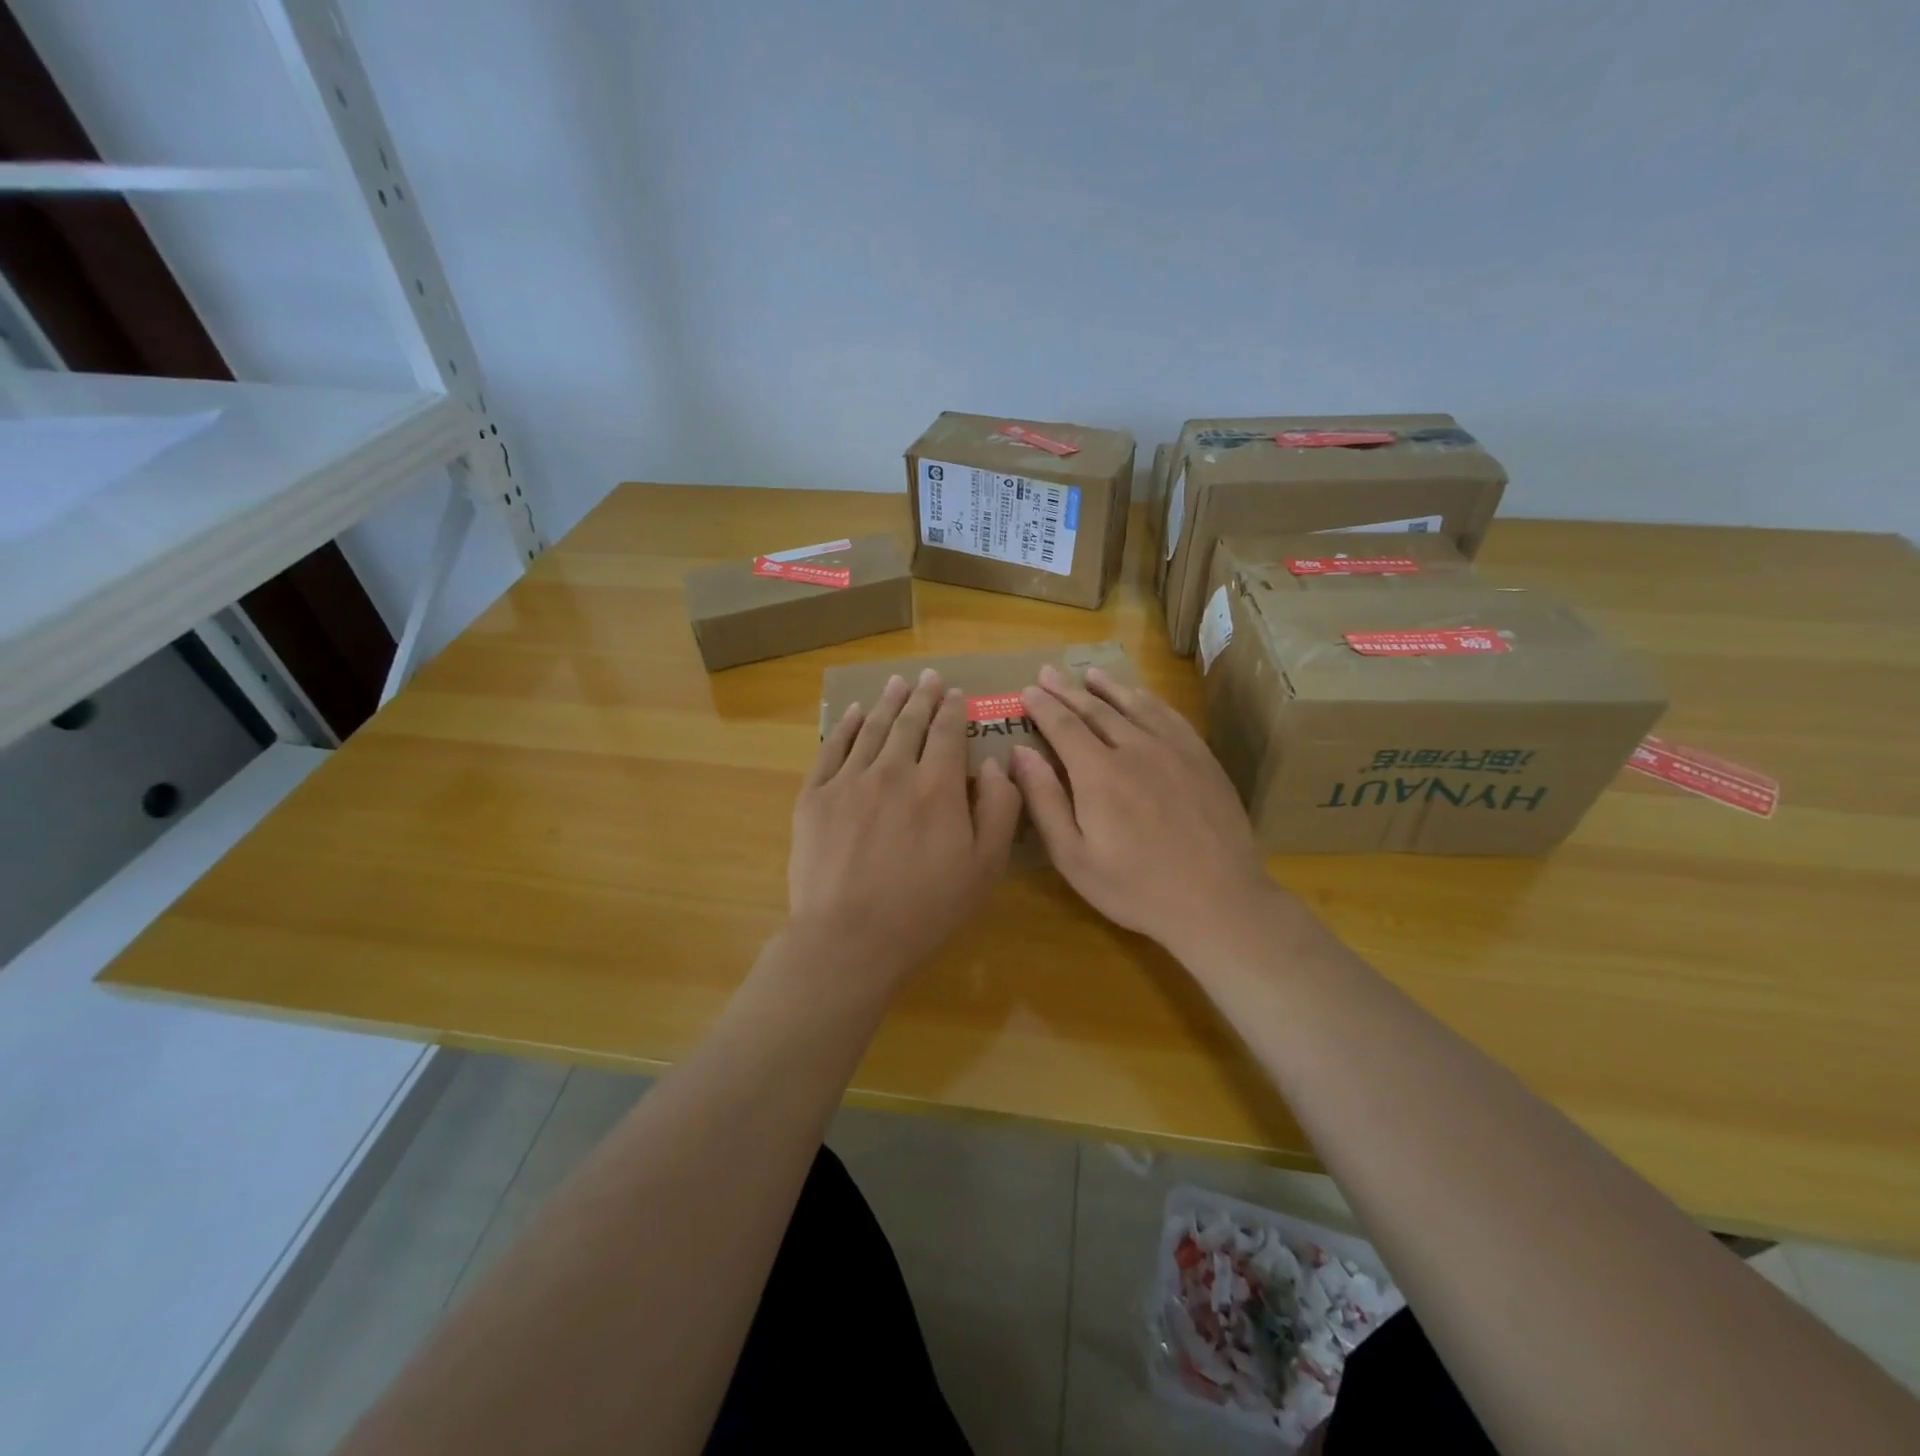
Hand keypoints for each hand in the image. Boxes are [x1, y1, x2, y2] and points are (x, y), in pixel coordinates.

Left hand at [789, 669, 1022, 985]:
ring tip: (896, 683)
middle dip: (921, 696)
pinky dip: (845, 726)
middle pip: (909, 723)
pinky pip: (832, 749)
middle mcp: (894, 771)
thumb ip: (999, 809)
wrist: (849, 938)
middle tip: (927, 677)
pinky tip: (853, 712)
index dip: (952, 710)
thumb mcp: (985, 867)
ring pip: (872, 729)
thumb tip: (995, 764)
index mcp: (938, 787)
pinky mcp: (815, 797)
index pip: (947, 733)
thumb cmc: (925, 909)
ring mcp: (849, 781)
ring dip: (887, 702)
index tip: (955, 693)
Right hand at [1008, 665, 1279, 954]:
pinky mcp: (1202, 759)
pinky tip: (1142, 697)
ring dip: (1108, 687)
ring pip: (1134, 705)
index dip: (1042, 706)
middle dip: (1067, 690)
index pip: (1063, 725)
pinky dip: (1149, 700)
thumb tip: (1019, 753)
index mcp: (1098, 773)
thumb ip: (1044, 801)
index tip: (1027, 691)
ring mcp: (1174, 750)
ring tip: (1090, 674)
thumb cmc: (1136, 888)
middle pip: (1095, 709)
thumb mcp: (1074, 857)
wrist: (1218, 901)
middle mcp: (1134, 748)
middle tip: (1048, 673)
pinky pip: (1170, 716)